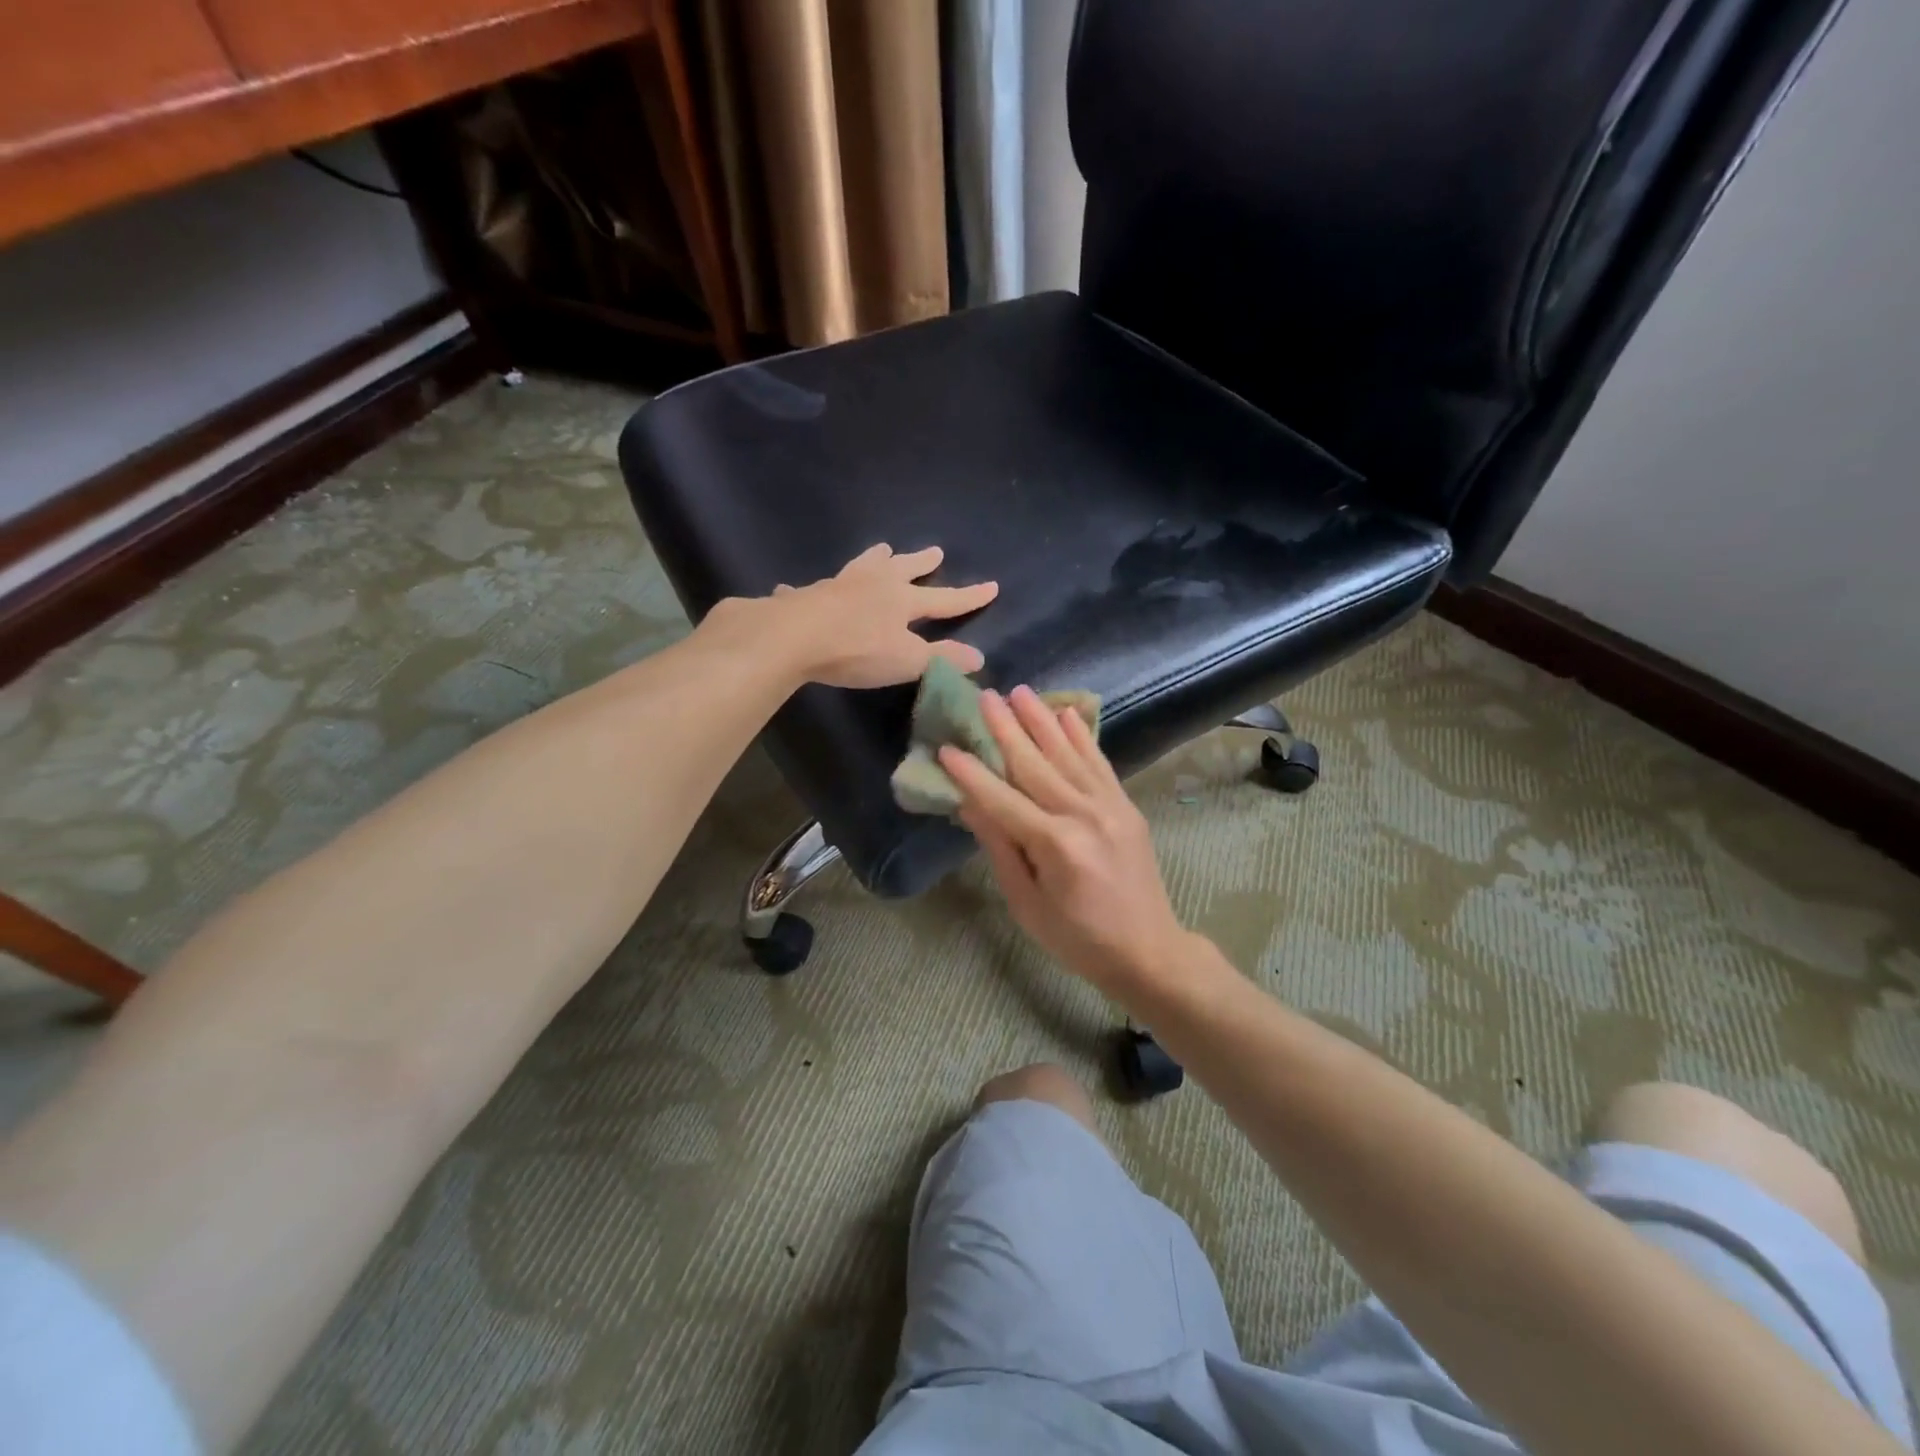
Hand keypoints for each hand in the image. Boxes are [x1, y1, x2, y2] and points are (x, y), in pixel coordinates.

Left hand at [753, 544, 997, 688]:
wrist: (795, 637)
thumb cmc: (858, 649)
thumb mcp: (908, 660)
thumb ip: (943, 658)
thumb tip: (979, 657)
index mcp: (902, 600)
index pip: (945, 599)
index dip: (969, 596)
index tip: (992, 585)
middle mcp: (874, 584)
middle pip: (904, 569)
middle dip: (922, 562)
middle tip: (936, 552)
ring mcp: (840, 585)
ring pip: (863, 565)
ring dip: (875, 559)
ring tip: (881, 549)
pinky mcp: (808, 595)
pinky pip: (814, 589)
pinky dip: (815, 589)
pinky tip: (795, 589)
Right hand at [940, 686, 1191, 1000]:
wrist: (1148, 950)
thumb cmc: (1077, 938)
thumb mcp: (1027, 904)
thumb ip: (1001, 849)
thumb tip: (970, 805)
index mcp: (1056, 846)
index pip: (1002, 800)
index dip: (972, 774)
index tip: (947, 748)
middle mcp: (1084, 816)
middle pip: (1036, 765)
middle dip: (1006, 729)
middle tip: (985, 697)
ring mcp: (1110, 807)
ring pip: (1068, 754)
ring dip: (1042, 720)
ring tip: (1020, 692)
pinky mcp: (1125, 806)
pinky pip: (1100, 763)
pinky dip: (1083, 736)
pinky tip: (1067, 713)